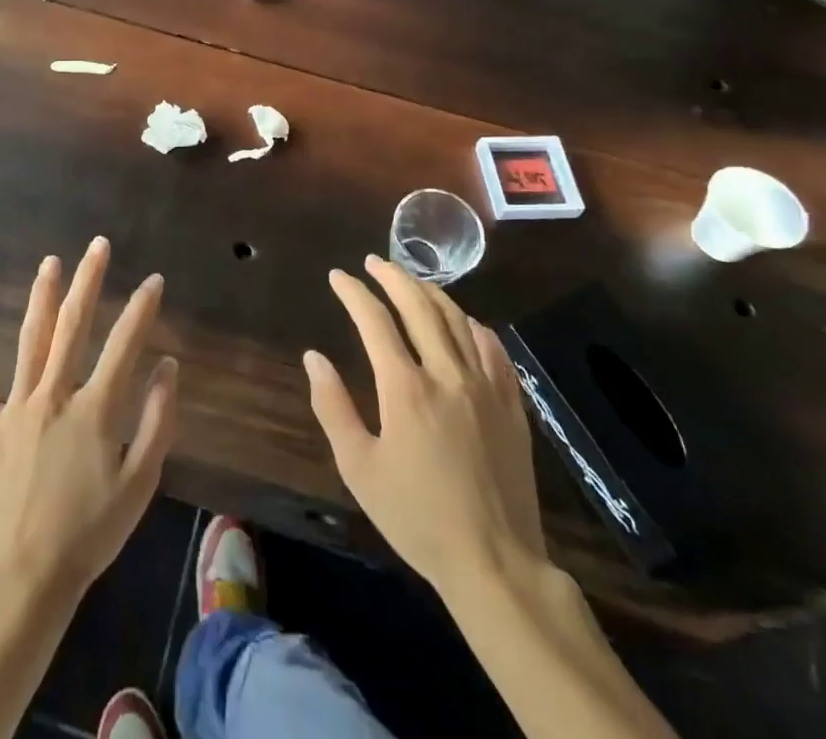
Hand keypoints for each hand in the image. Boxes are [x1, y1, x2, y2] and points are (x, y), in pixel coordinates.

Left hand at [0, 236, 177, 607]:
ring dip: (42, 297)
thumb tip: (168, 365)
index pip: (124, 344)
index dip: (141, 309)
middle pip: (73, 327)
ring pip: (31, 340)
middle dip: (88, 281)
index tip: (153, 280)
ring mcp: (15, 407)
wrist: (24, 578)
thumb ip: (157, 420)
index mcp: (95, 409)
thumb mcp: (140, 483)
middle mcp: (54, 395)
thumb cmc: (90, 532)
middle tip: (97, 246)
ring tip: (50, 263)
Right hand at [304, 255, 545, 599]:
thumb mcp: (359, 468)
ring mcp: (485, 386)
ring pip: (457, 320)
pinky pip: (494, 349)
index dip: (353, 292)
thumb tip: (314, 358)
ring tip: (411, 280)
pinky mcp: (512, 404)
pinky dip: (474, 326)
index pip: (374, 320)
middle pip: (419, 306)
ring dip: (430, 292)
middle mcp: (447, 373)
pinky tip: (465, 321)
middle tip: (373, 262)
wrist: (495, 562)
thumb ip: (333, 407)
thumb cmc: (416, 516)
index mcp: (405, 388)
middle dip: (392, 277)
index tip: (338, 276)